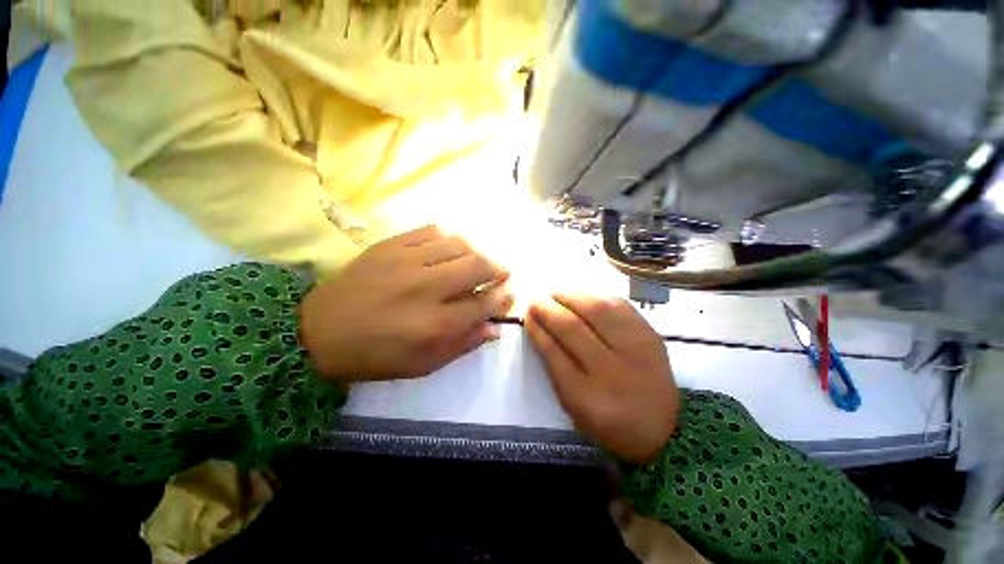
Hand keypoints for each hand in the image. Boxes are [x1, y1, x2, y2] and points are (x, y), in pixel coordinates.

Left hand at [300, 226, 512, 379]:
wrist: (318, 332)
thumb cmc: (375, 355)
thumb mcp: (423, 364)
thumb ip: (464, 344)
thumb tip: (495, 327)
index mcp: (435, 324)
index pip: (484, 303)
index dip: (503, 296)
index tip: (510, 291)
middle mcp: (426, 288)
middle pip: (477, 266)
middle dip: (499, 268)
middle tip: (503, 272)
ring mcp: (406, 261)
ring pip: (459, 245)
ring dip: (477, 251)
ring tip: (479, 261)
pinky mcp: (390, 245)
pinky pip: (432, 231)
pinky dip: (450, 238)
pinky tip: (452, 248)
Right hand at [526, 295, 679, 464]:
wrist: (664, 427)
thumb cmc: (609, 421)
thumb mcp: (573, 406)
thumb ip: (554, 367)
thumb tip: (539, 328)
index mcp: (587, 398)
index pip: (554, 353)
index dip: (537, 329)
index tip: (527, 315)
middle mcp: (612, 371)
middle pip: (573, 327)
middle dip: (548, 309)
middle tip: (535, 300)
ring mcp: (636, 349)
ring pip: (596, 309)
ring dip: (570, 296)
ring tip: (555, 293)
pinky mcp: (650, 335)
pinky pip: (618, 305)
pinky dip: (595, 296)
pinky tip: (581, 295)